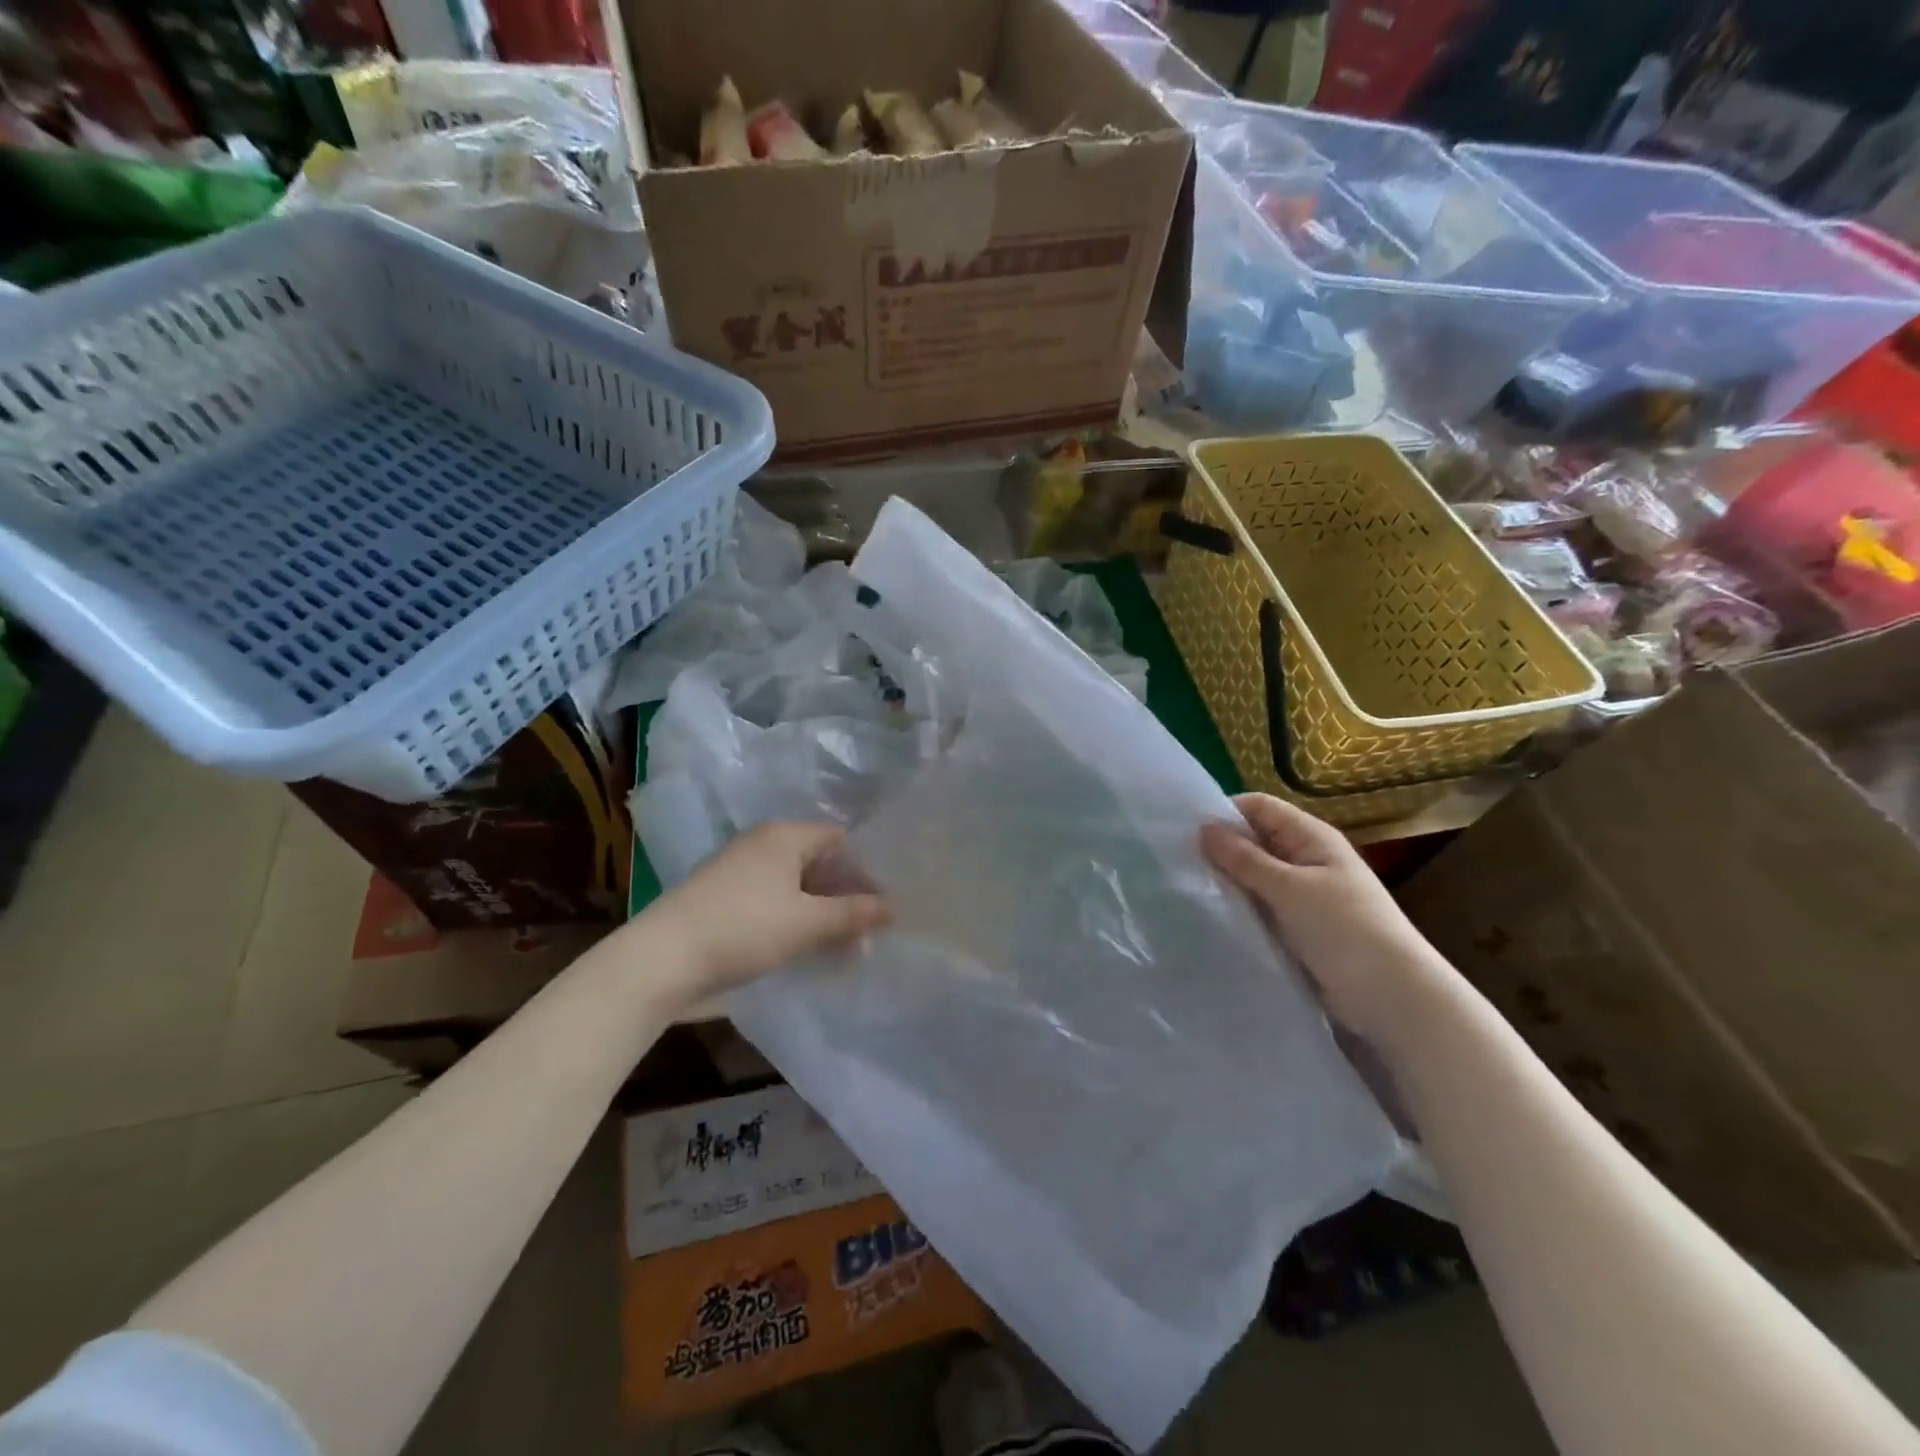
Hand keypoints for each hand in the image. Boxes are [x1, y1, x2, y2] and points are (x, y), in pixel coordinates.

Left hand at [638, 822, 889, 1006]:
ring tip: (843, 947)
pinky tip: (806, 949)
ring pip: (795, 886)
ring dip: (821, 912)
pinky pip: (773, 902)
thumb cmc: (743, 929)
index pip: (838, 840)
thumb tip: (893, 907)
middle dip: (845, 895)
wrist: (661, 960)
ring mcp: (739, 871)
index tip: (883, 904)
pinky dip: (795, 920)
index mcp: (783, 836)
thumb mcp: (807, 923)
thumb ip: (853, 914)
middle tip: (868, 931)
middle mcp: (762, 844)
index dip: (864, 869)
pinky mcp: (723, 899)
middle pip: (817, 863)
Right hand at [1200, 793, 1449, 1044]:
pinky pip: (1260, 906)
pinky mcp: (1298, 926)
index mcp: (1311, 837)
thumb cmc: (1345, 930)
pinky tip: (1211, 915)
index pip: (1258, 807)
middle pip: (1254, 840)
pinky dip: (1239, 907)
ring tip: (1186, 889)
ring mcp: (1302, 894)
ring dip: (1227, 881)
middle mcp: (1306, 858)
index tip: (1182, 832)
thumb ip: (1244, 859)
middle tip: (1176, 862)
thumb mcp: (1289, 889)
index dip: (1223, 812)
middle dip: (1220, 848)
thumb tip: (1203, 828)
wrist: (1393, 997)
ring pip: (1254, 876)